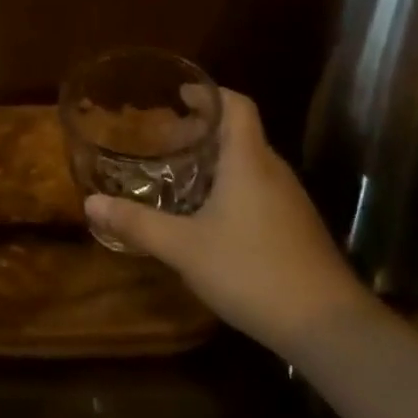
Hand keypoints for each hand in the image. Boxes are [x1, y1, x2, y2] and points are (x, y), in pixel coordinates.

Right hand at [84, 89, 369, 356]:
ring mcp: (290, 200)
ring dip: (219, 159)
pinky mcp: (297, 227)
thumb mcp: (184, 248)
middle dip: (205, 128)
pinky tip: (213, 215)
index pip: (237, 105)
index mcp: (248, 161)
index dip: (209, 93)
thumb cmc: (251, 271)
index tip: (181, 95)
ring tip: (183, 173)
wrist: (327, 324)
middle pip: (242, 132)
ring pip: (252, 162)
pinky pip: (261, 188)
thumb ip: (137, 224)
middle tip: (167, 138)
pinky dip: (234, 185)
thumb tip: (91, 204)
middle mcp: (273, 171)